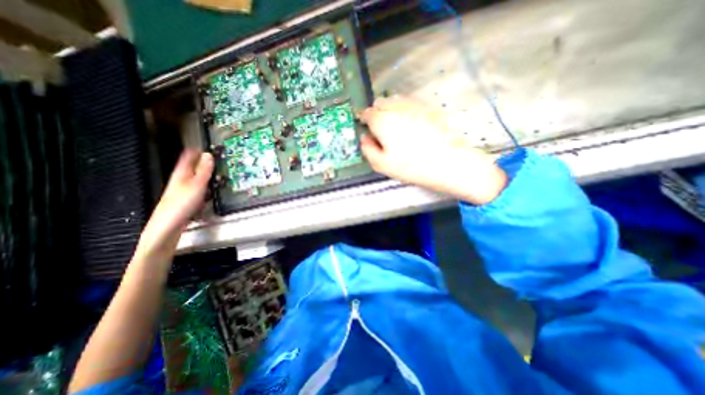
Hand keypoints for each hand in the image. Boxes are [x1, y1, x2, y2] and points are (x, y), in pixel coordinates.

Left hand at [137, 148, 213, 255]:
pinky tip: (210, 193)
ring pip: (195, 180)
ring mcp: (182, 192)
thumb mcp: (196, 185)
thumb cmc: (181, 204)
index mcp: (181, 174)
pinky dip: (205, 189)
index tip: (204, 146)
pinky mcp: (186, 202)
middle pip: (191, 168)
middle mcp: (180, 181)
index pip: (187, 158)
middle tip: (214, 160)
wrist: (168, 227)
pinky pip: (198, 191)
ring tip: (216, 175)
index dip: (195, 151)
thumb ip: (203, 170)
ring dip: (205, 177)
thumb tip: (208, 154)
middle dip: (202, 164)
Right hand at [360, 95, 510, 205]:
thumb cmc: (412, 166)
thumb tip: (365, 138)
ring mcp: (414, 105)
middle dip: (376, 113)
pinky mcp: (428, 108)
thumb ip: (367, 149)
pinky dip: (405, 111)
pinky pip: (410, 104)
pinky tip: (411, 126)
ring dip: (390, 110)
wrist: (448, 162)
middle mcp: (397, 107)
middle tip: (381, 130)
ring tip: (396, 128)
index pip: (366, 113)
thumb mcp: (381, 164)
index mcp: (382, 120)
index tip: (367, 129)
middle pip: (380, 103)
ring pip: (395, 101)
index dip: (364, 120)